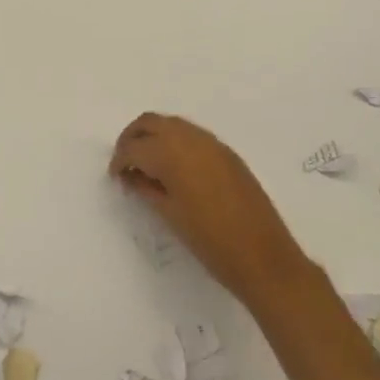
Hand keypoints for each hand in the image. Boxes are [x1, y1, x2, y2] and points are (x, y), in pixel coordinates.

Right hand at [109, 112, 307, 307]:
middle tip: (125, 163)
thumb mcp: (170, 215)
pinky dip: (175, 142)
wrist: (264, 257)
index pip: (134, 146)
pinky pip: (192, 135)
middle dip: (132, 138)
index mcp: (172, 154)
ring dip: (154, 137)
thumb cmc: (210, 242)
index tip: (115, 178)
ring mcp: (213, 143)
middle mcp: (191, 139)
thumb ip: (147, 188)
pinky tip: (174, 170)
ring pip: (172, 124)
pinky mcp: (228, 153)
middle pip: (150, 122)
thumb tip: (132, 176)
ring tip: (147, 167)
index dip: (119, 160)